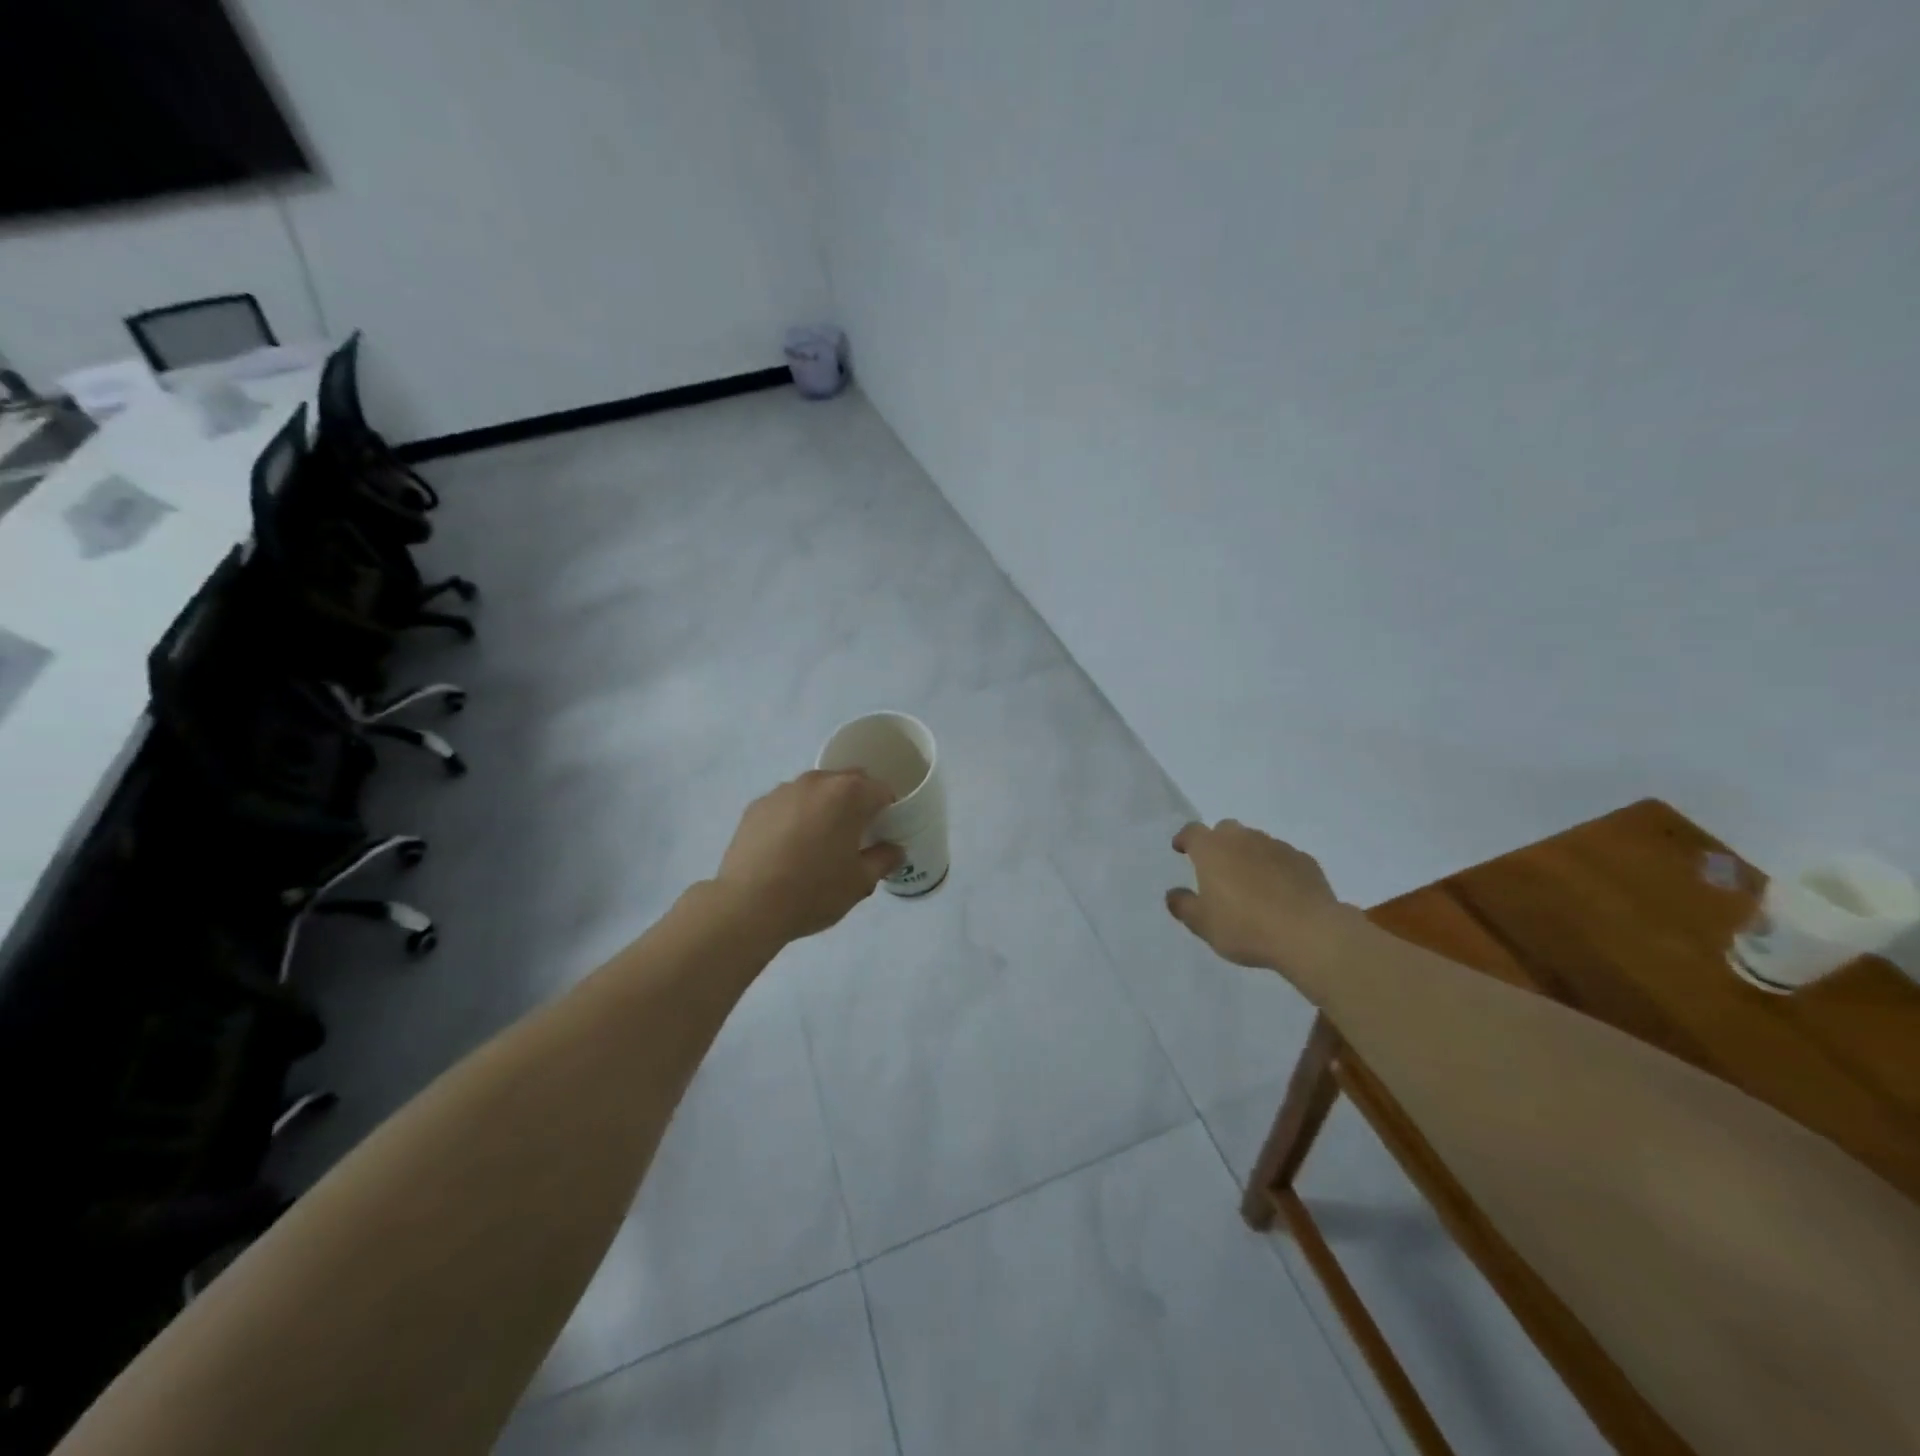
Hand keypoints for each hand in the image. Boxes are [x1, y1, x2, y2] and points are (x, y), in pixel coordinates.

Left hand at [716, 770, 904, 942]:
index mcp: (849, 794)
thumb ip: (884, 860)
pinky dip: (795, 817)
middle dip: (856, 803)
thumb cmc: (814, 891)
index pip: (882, 791)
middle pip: (848, 782)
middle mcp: (816, 782)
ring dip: (824, 807)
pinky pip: (787, 804)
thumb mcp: (860, 883)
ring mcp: (783, 791)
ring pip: (815, 791)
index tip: (882, 834)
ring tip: (817, 843)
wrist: (748, 905)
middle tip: (854, 837)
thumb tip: (894, 850)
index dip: (888, 812)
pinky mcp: (756, 806)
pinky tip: (788, 848)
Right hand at [1165, 819, 1347, 975]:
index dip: (1185, 839)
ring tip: (1251, 884)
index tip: (1181, 849)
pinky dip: (1276, 868)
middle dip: (1218, 843)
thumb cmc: (1245, 927)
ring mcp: (1277, 847)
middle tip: (1217, 868)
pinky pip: (1283, 858)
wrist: (1310, 934)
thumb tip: (1173, 893)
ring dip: (1248, 855)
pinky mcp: (1304, 861)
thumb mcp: (1203, 924)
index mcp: (1212, 849)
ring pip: (1256, 842)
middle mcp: (1243, 839)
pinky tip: (1280, 892)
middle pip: (1225, 830)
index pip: (1192, 831)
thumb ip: (1183, 906)